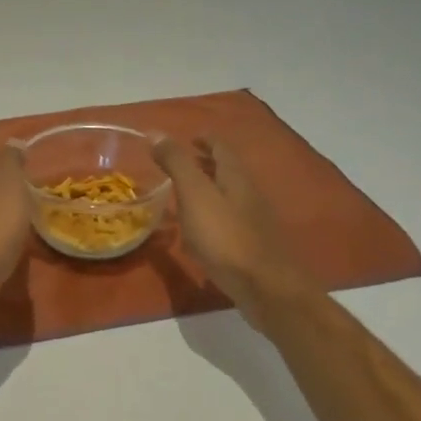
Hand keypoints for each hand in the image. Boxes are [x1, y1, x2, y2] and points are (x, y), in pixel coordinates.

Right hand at [154, 136, 317, 323]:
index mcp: (236, 178)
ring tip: (184, 195)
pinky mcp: (251, 248)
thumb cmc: (226, 237)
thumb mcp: (195, 194)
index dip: (206, 140)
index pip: (222, 149)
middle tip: (183, 164)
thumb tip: (155, 132)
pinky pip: (228, 223)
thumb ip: (177, 163)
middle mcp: (249, 195)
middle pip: (228, 172)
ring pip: (229, 197)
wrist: (265, 287)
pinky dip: (212, 218)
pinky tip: (198, 233)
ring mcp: (253, 223)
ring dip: (209, 191)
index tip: (190, 138)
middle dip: (207, 164)